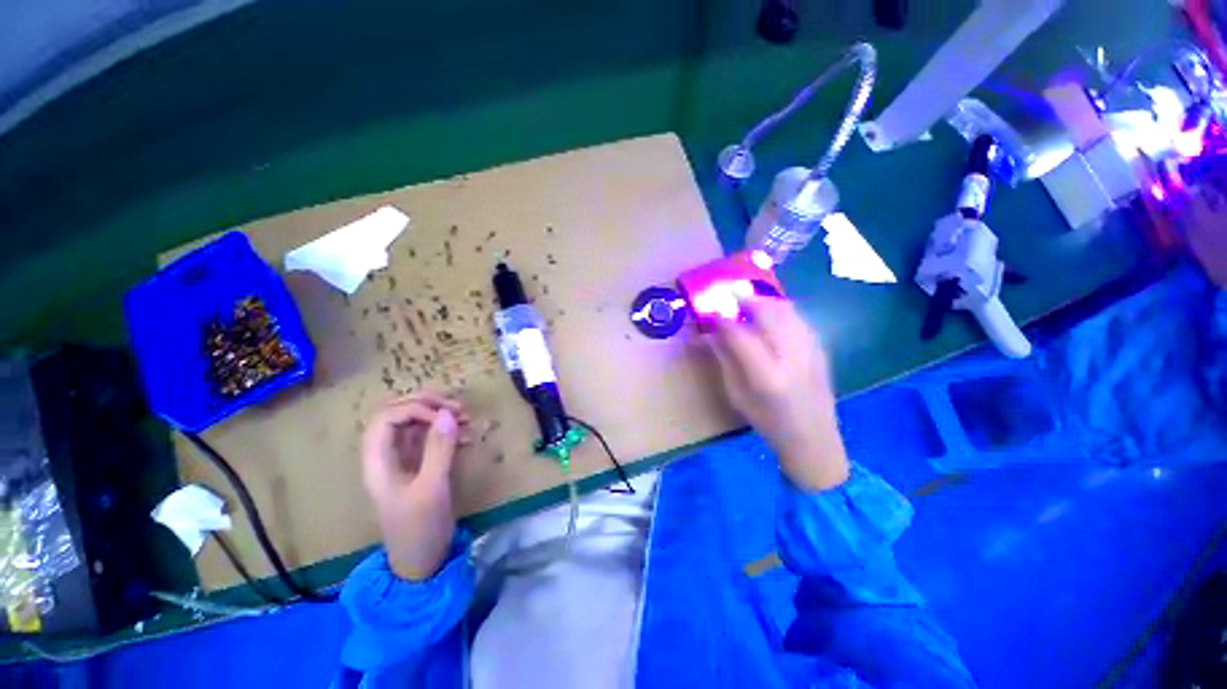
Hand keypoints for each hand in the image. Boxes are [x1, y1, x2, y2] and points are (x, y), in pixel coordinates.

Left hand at [361, 392, 468, 580]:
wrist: (422, 561)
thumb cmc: (420, 527)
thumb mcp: (431, 488)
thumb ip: (439, 449)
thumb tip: (448, 413)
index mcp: (378, 461)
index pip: (387, 417)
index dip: (415, 409)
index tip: (445, 416)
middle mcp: (387, 455)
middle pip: (398, 414)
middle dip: (427, 404)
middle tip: (457, 406)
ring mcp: (403, 460)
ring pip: (414, 423)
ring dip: (439, 415)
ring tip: (466, 416)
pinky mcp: (419, 466)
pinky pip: (429, 438)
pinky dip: (447, 430)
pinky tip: (466, 435)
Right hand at [705, 297, 849, 490]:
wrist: (813, 438)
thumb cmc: (767, 421)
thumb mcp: (737, 394)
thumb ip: (725, 359)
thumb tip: (709, 333)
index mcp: (767, 376)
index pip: (740, 335)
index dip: (722, 318)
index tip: (710, 309)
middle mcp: (792, 358)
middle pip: (769, 313)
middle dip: (746, 299)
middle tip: (730, 295)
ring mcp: (811, 351)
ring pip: (787, 310)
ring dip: (765, 301)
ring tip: (748, 302)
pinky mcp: (821, 349)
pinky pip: (798, 318)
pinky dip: (780, 310)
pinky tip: (770, 316)